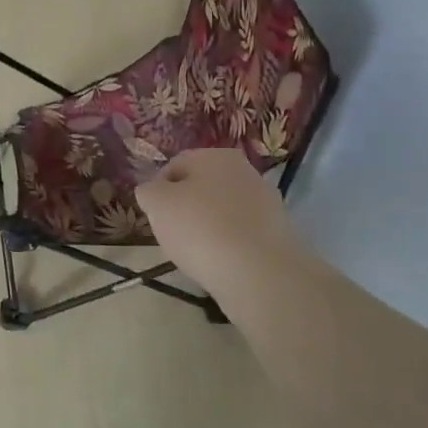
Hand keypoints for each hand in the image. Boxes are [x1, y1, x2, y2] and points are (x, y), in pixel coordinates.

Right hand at [135, 148, 299, 289]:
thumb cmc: (200, 228)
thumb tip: (153, 191)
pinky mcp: (278, 232)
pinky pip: (241, 233)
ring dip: (207, 227)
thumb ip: (148, 191)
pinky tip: (221, 262)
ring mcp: (266, 201)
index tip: (154, 217)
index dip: (158, 191)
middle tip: (173, 235)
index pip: (175, 166)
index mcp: (215, 155)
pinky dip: (228, 244)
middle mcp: (244, 170)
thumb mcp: (156, 204)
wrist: (258, 272)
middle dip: (185, 209)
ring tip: (197, 253)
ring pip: (222, 211)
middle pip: (201, 188)